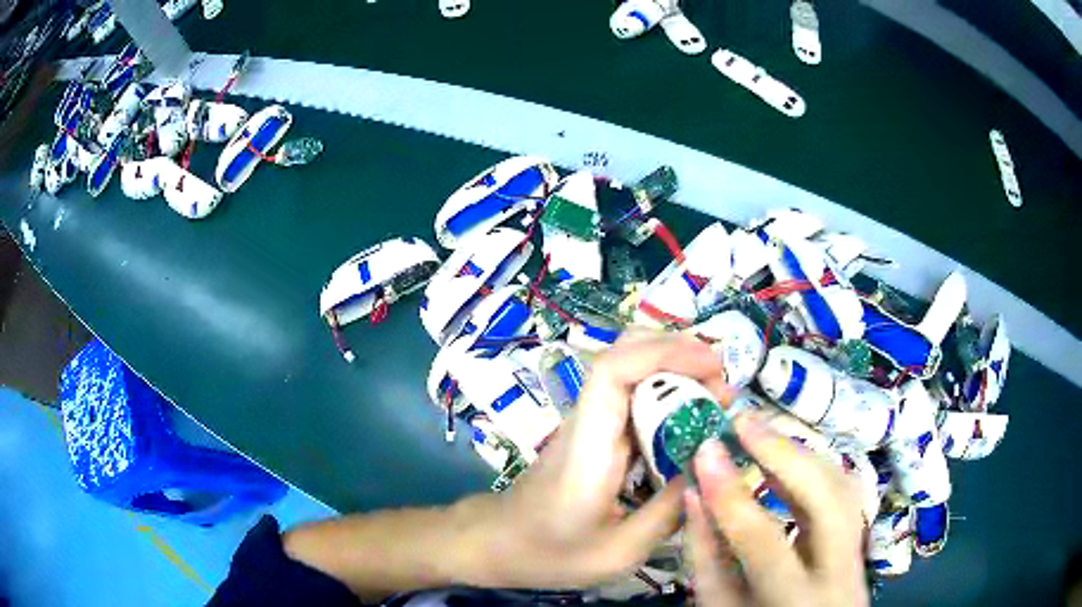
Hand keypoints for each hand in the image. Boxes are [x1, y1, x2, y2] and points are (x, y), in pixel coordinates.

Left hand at [459, 332, 732, 589]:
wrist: (497, 543)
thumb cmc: (549, 553)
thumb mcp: (618, 552)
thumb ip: (667, 513)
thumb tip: (711, 470)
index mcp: (589, 447)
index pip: (614, 371)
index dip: (665, 354)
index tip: (714, 367)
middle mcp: (587, 421)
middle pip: (624, 353)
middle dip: (680, 353)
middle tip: (723, 387)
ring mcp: (588, 423)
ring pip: (629, 367)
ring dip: (676, 368)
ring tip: (716, 399)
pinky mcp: (594, 432)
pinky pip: (632, 394)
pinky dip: (666, 391)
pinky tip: (690, 418)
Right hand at [684, 414, 869, 605]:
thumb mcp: (720, 606)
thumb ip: (706, 556)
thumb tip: (695, 493)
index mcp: (797, 600)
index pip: (764, 541)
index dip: (732, 494)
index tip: (705, 449)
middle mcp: (841, 573)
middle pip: (827, 499)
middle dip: (785, 452)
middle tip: (743, 421)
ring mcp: (858, 554)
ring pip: (844, 487)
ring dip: (802, 454)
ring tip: (760, 434)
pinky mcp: (861, 540)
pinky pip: (844, 493)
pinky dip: (814, 469)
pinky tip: (785, 460)